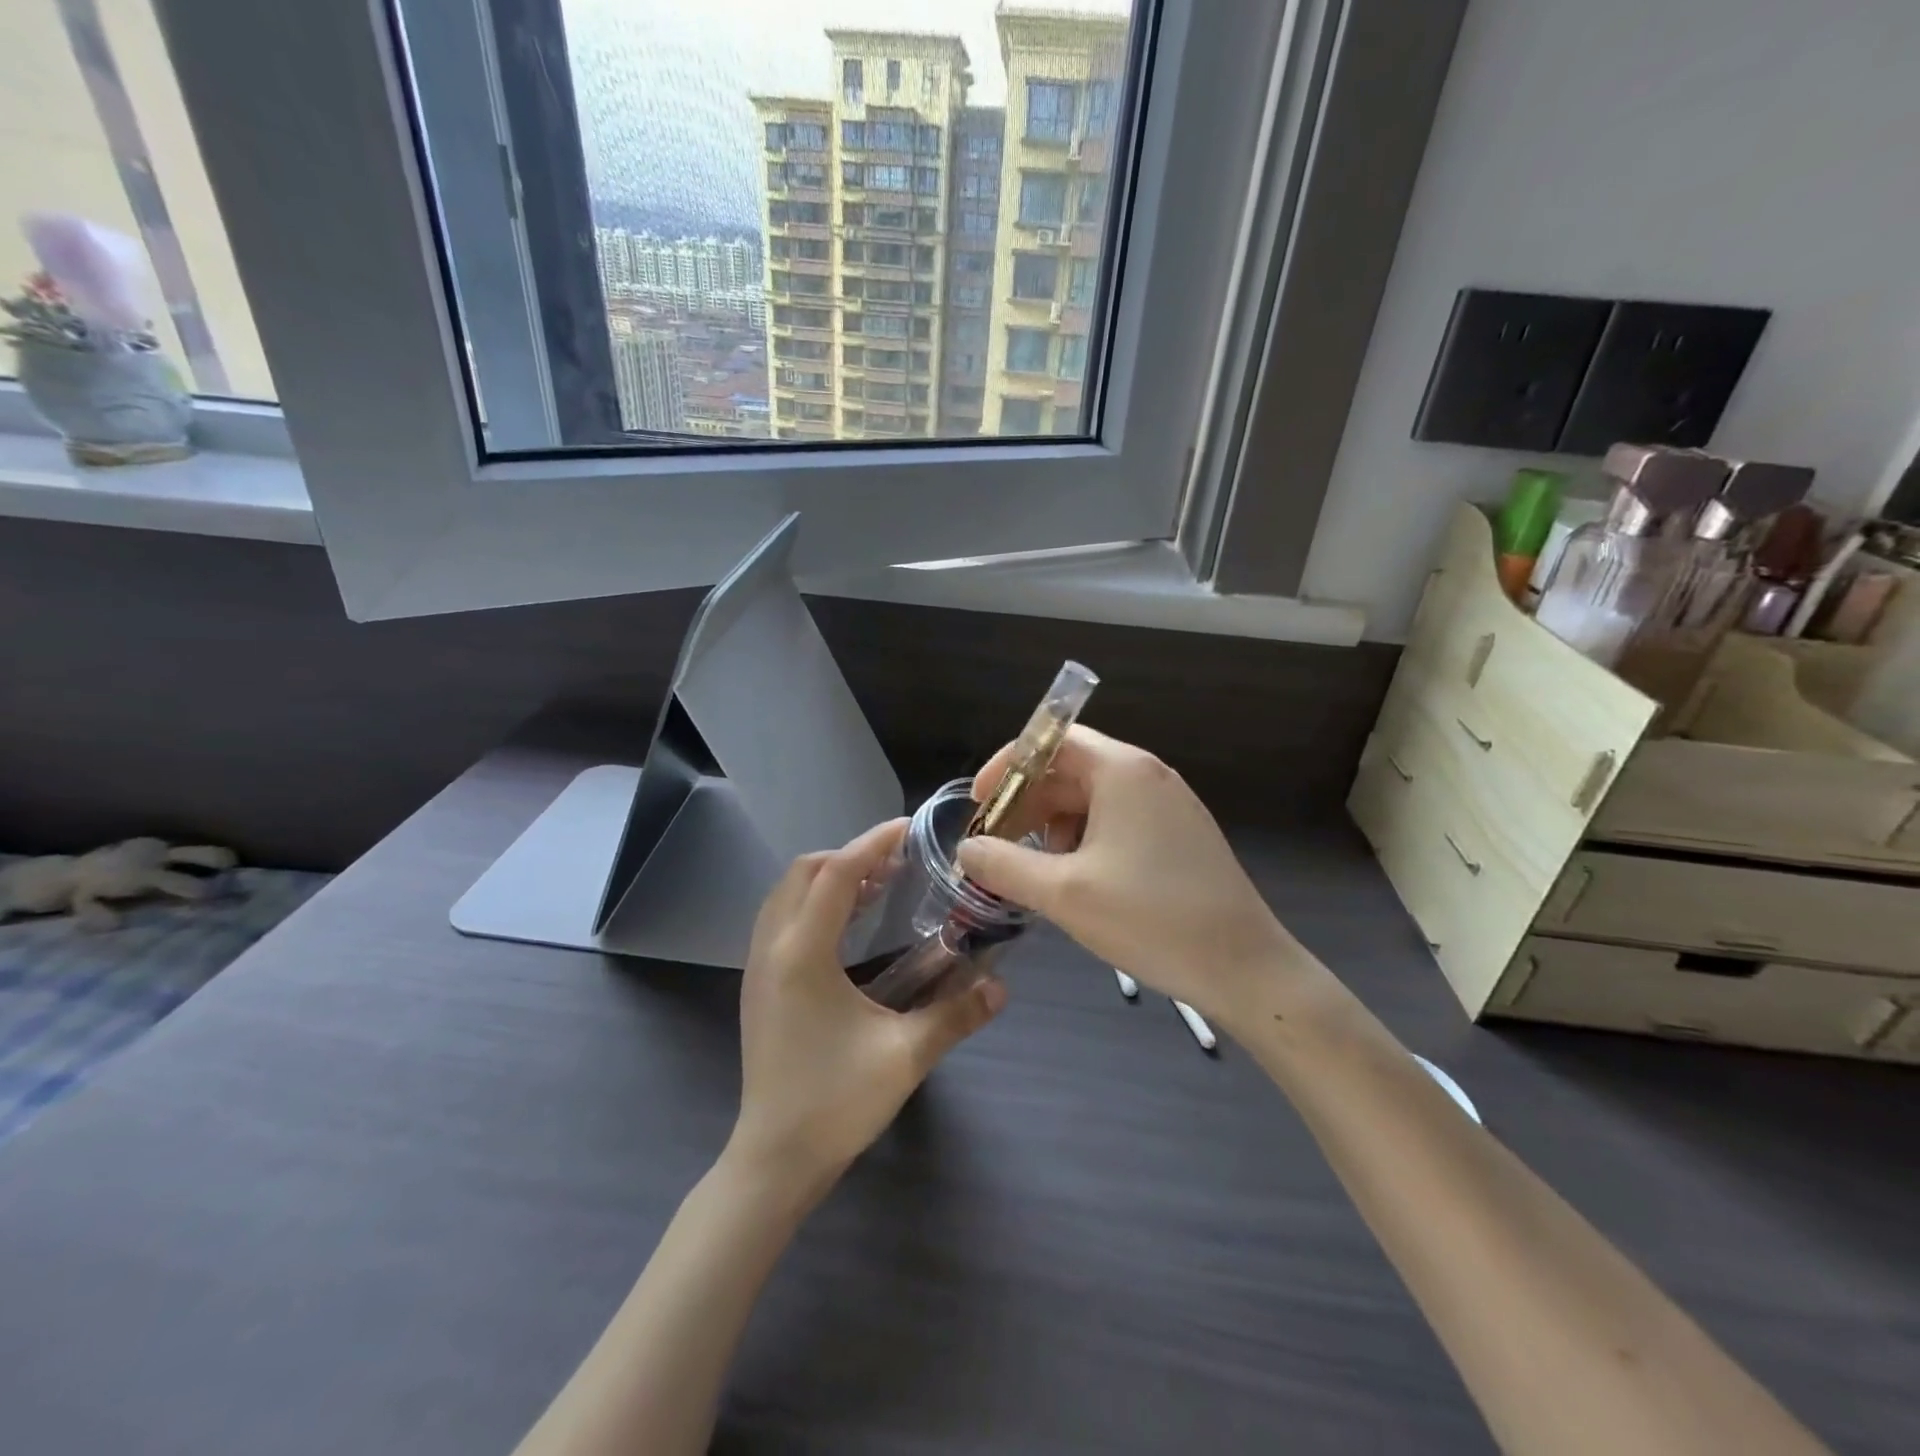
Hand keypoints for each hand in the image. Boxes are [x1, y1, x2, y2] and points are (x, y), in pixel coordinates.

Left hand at [730, 819, 1006, 1196]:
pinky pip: (782, 918)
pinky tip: (850, 927)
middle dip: (850, 855)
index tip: (909, 828)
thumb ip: (956, 1016)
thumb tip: (1002, 987)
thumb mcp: (904, 1057)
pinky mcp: (759, 985)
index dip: (872, 843)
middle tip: (898, 862)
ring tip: (878, 887)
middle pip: (804, 872)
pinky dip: (814, 902)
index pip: (836, 873)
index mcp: (802, 954)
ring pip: (787, 893)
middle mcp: (772, 948)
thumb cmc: (835, 1104)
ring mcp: (758, 966)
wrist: (774, 1160)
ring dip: (829, 878)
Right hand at [956, 727, 1320, 1025]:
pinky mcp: (1181, 835)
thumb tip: (967, 849)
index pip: (1051, 740)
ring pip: (1093, 798)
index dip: (1008, 766)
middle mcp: (1148, 775)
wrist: (1246, 968)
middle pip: (1071, 769)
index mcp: (1122, 770)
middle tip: (999, 844)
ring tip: (1039, 871)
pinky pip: (1119, 820)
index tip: (980, 803)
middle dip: (1028, 803)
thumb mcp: (1064, 893)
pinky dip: (1086, 840)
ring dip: (1055, 825)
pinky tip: (1079, 881)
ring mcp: (1170, 805)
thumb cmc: (1151, 919)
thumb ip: (1005, 865)